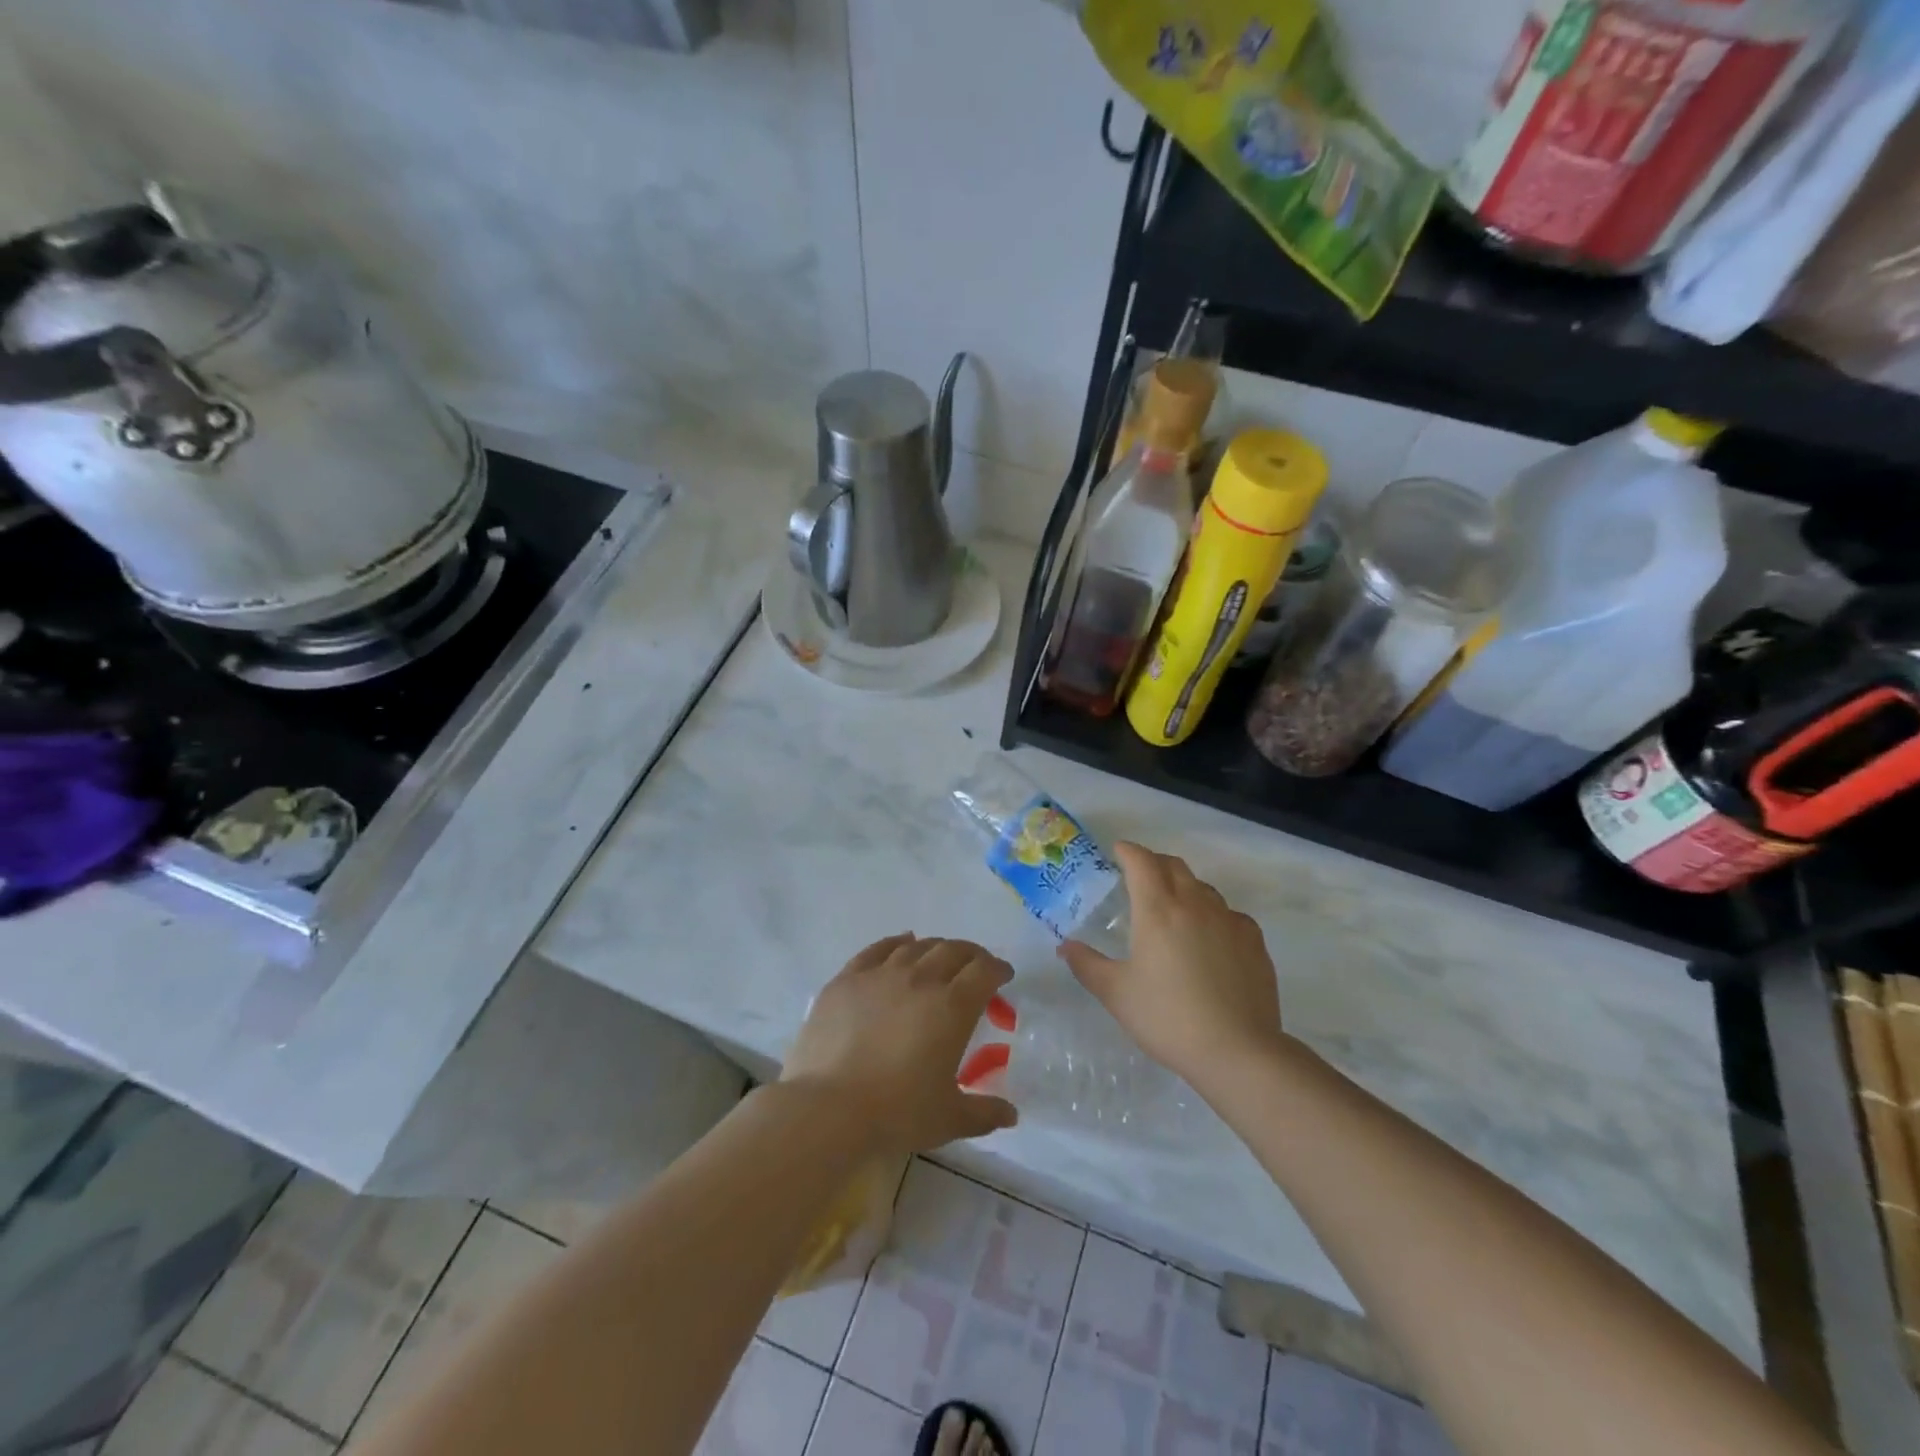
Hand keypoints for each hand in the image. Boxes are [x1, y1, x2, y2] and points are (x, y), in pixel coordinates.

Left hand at [783, 935, 1018, 1154]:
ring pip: (917, 946)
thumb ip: (985, 1112)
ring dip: (936, 948)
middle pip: (953, 950)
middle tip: (976, 967)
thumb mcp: (949, 1118)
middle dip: (971, 955)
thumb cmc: (897, 1112)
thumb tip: (1011, 1114)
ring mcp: (881, 974)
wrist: (828, 1108)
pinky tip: (902, 943)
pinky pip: (878, 949)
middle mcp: (920, 979)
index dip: (998, 969)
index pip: (984, 971)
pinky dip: (897, 942)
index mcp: (952, 1006)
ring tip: (939, 959)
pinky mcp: (848, 978)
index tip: (1003, 976)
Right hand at [1058, 842, 1284, 1087]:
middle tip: (1139, 877)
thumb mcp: (1116, 994)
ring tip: (1173, 911)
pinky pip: (1230, 914)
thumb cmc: (1168, 1018)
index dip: (1128, 851)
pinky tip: (1210, 940)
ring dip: (1184, 888)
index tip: (1117, 852)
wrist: (1238, 1052)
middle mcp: (1195, 904)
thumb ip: (1087, 965)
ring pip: (1203, 888)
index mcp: (1157, 910)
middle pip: (1174, 866)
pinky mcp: (1254, 942)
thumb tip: (1066, 947)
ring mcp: (1230, 921)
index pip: (1141, 861)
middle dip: (1154, 863)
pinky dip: (1213, 915)